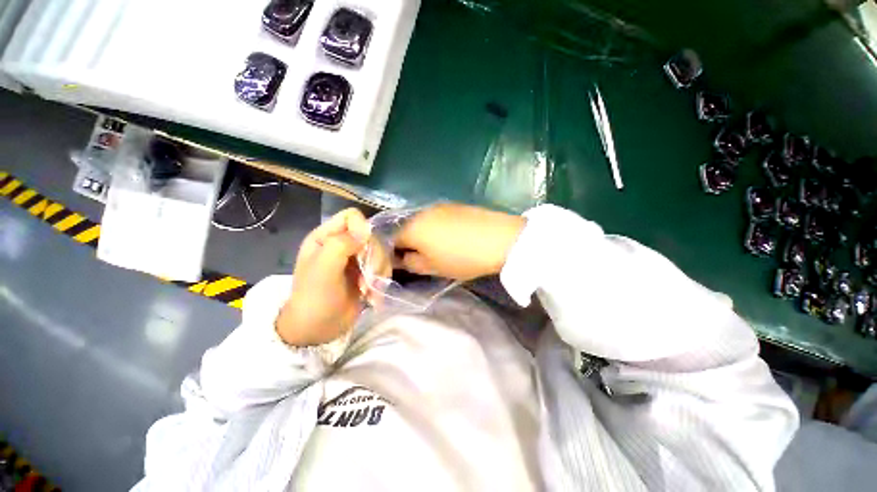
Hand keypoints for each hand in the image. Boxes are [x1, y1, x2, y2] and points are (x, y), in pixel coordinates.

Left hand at [276, 208, 370, 346]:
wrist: (318, 330)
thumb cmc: (314, 298)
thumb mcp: (322, 269)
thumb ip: (341, 244)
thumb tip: (367, 230)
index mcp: (326, 237)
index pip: (352, 217)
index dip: (361, 230)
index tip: (362, 251)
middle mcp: (343, 243)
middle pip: (371, 236)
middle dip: (374, 258)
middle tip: (368, 279)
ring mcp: (356, 258)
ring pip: (381, 252)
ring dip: (379, 272)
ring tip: (370, 291)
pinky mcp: (367, 272)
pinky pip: (383, 267)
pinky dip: (381, 281)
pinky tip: (373, 296)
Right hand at [395, 203, 525, 280]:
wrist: (499, 239)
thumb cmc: (462, 258)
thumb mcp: (433, 268)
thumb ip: (411, 264)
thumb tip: (403, 258)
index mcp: (413, 228)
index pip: (393, 241)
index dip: (397, 254)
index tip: (407, 264)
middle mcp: (422, 212)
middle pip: (408, 229)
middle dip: (412, 243)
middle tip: (425, 257)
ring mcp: (440, 206)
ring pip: (424, 222)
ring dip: (426, 234)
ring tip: (441, 247)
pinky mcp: (456, 204)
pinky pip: (439, 217)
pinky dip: (439, 227)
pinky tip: (454, 236)